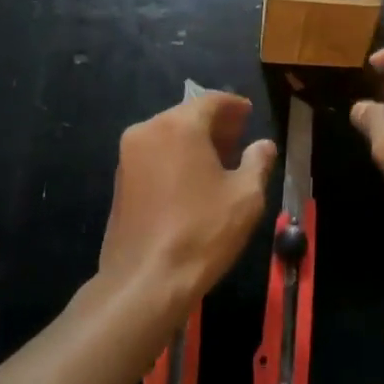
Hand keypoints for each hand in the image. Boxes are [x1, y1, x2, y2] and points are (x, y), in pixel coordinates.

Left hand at [98, 91, 275, 317]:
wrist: (144, 283)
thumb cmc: (201, 232)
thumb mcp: (245, 197)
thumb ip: (257, 163)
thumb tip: (263, 146)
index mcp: (179, 126)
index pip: (210, 100)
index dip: (233, 105)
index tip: (249, 113)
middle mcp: (148, 130)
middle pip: (187, 115)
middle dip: (215, 123)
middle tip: (240, 137)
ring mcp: (128, 156)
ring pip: (168, 134)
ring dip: (194, 140)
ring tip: (220, 160)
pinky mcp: (120, 181)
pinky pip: (154, 154)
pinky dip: (175, 157)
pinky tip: (193, 179)